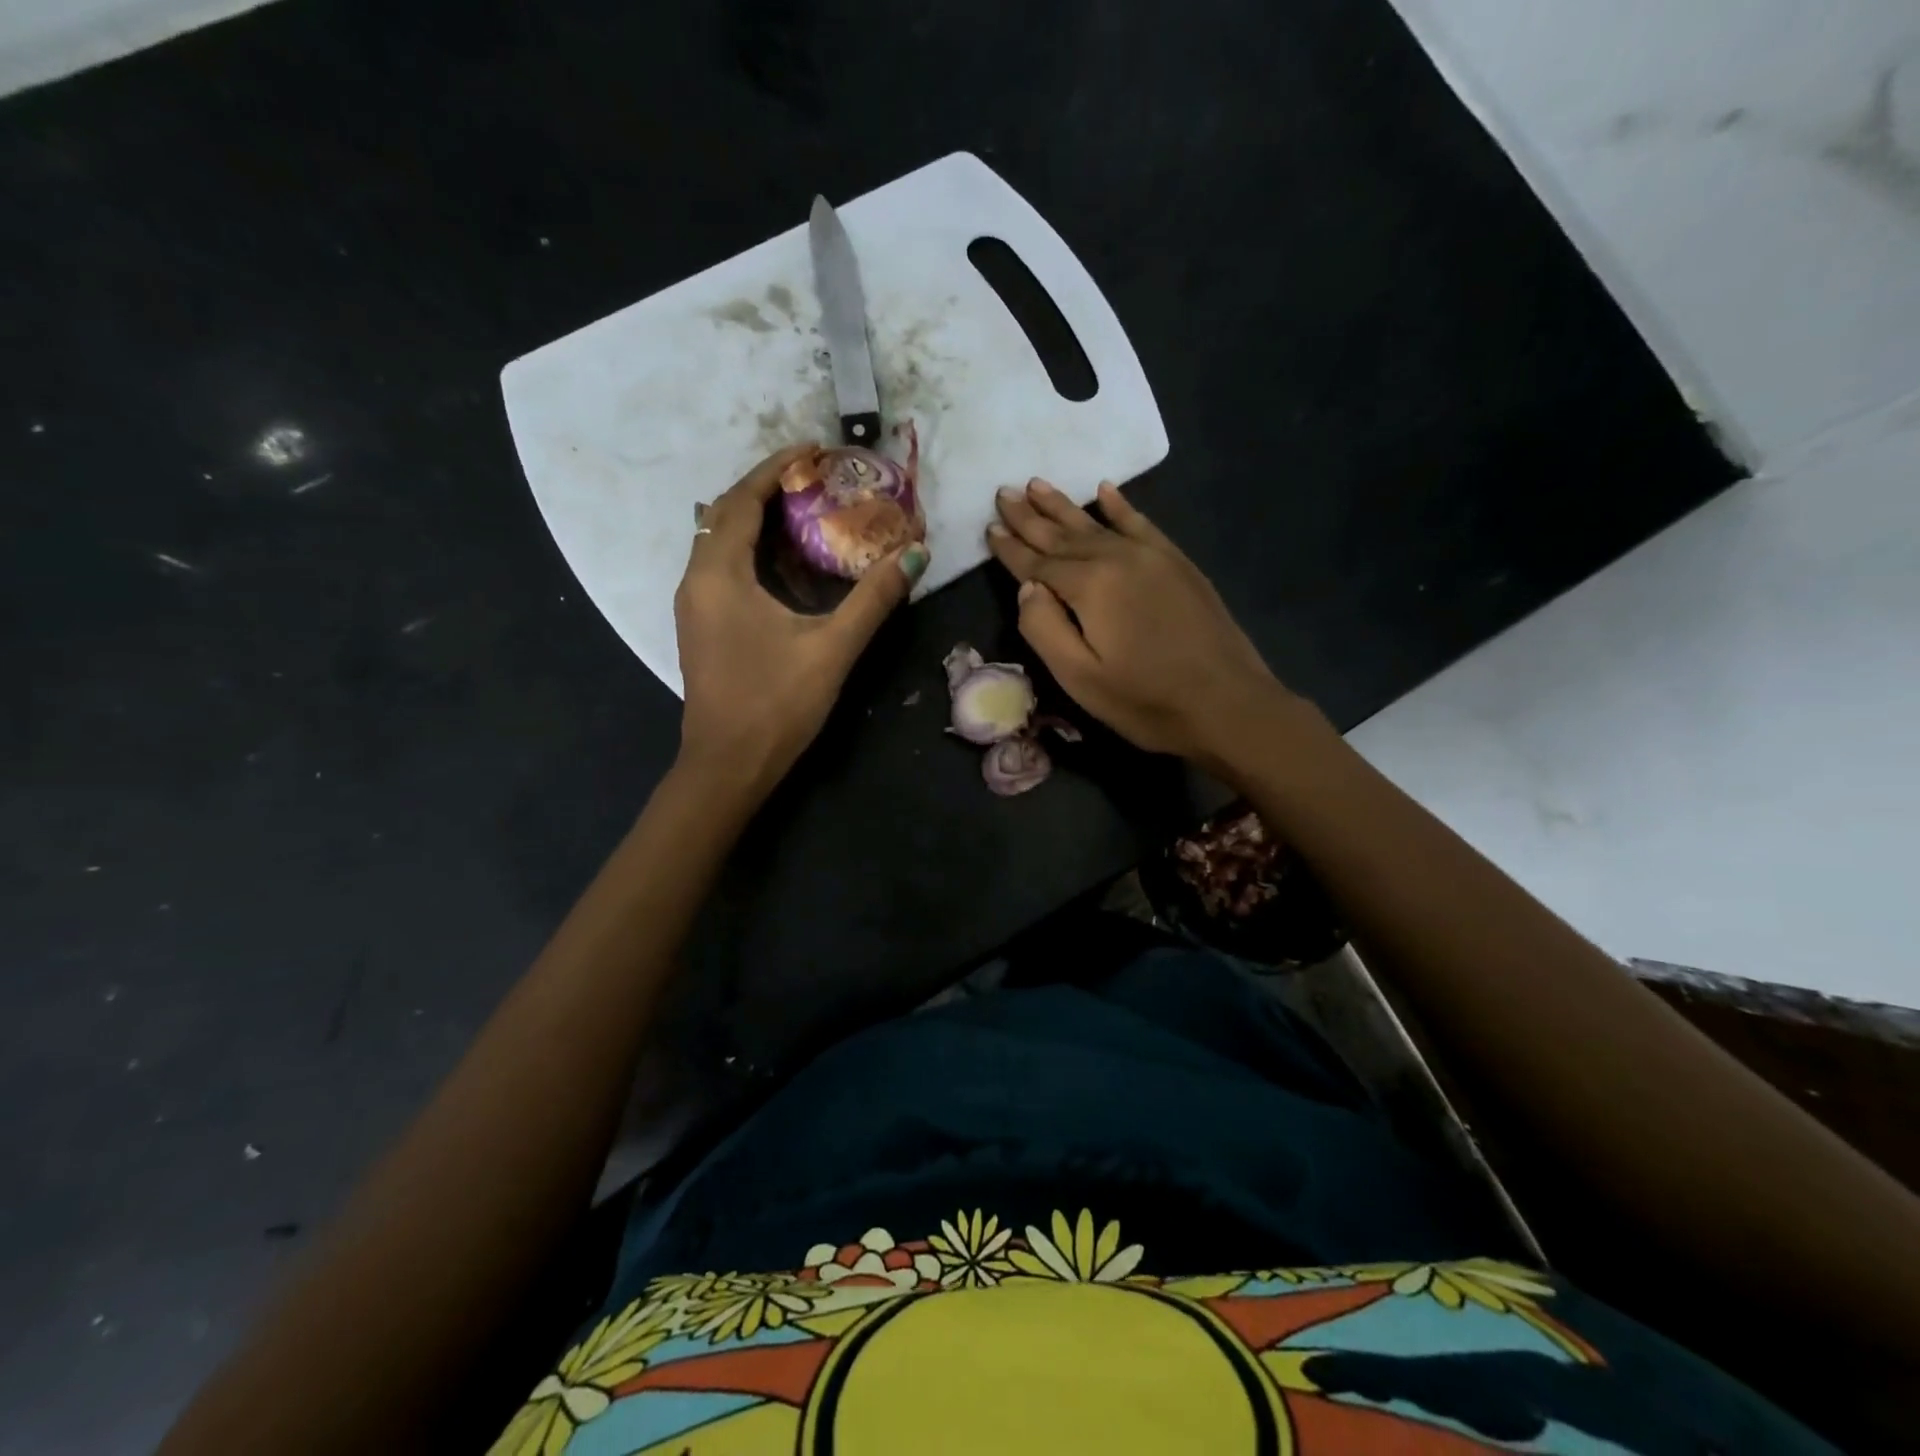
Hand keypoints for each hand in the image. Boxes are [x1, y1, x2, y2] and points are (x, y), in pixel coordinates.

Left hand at [676, 444, 928, 795]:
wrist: (728, 765)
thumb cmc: (776, 704)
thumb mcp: (832, 648)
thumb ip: (873, 599)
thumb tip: (916, 555)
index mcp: (719, 574)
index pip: (743, 500)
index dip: (776, 468)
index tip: (813, 449)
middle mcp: (697, 580)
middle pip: (725, 513)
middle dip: (767, 488)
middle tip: (814, 478)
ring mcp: (694, 605)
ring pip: (719, 541)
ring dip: (756, 518)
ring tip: (804, 510)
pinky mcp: (701, 626)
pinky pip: (721, 567)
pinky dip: (751, 550)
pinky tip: (786, 563)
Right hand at [987, 478, 1291, 768]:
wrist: (1228, 704)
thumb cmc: (1146, 701)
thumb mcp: (1081, 678)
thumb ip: (1044, 628)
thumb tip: (1027, 588)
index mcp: (1090, 587)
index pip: (1038, 562)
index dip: (1011, 548)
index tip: (989, 527)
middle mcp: (1118, 558)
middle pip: (1063, 535)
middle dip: (1030, 516)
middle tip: (1003, 492)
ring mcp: (1152, 556)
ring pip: (1096, 523)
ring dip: (1064, 505)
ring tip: (1037, 484)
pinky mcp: (1177, 563)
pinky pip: (1141, 523)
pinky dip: (1120, 506)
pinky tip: (1105, 490)